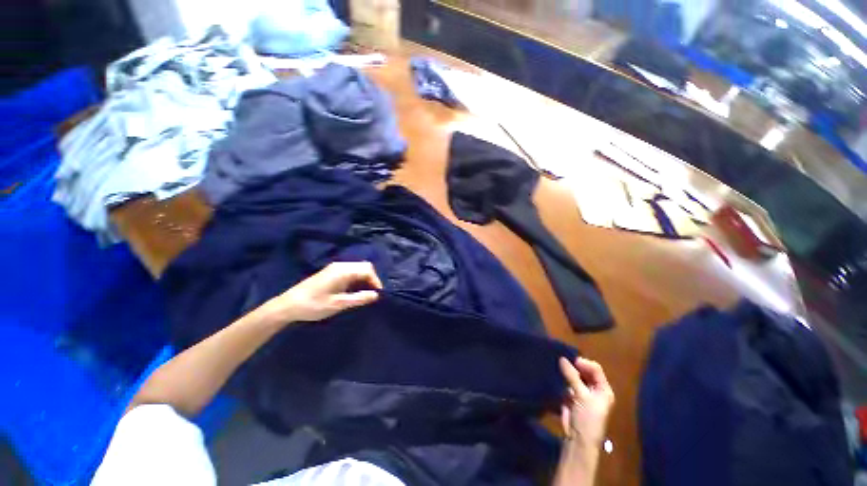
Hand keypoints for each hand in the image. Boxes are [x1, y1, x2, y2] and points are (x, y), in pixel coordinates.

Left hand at [257, 262, 382, 325]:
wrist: (288, 305)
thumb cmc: (313, 305)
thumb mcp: (338, 304)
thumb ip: (359, 298)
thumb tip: (376, 295)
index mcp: (343, 271)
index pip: (367, 270)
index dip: (376, 281)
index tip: (378, 295)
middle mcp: (341, 265)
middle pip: (364, 266)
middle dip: (371, 279)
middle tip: (372, 294)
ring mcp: (335, 268)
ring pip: (358, 268)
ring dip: (364, 279)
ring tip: (364, 294)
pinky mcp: (331, 272)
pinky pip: (351, 271)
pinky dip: (357, 279)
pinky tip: (354, 291)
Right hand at [559, 357, 614, 448]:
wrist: (578, 438)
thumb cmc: (587, 417)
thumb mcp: (581, 395)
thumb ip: (572, 376)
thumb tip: (562, 358)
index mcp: (603, 389)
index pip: (595, 369)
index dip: (584, 363)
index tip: (572, 361)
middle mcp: (594, 389)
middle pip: (585, 372)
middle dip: (574, 367)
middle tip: (562, 362)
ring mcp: (583, 393)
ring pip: (575, 376)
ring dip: (567, 372)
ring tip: (557, 366)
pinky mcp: (572, 396)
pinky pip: (567, 383)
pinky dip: (562, 379)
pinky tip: (556, 375)